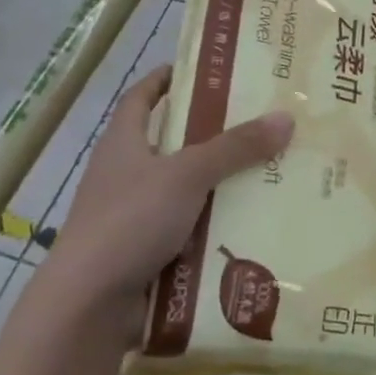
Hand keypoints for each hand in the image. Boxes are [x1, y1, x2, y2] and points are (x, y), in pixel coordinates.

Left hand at [34, 65, 293, 337]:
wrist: (90, 304)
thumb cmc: (129, 222)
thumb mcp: (186, 175)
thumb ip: (235, 148)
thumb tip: (285, 118)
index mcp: (123, 145)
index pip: (142, 98)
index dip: (167, 80)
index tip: (203, 70)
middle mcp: (126, 176)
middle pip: (173, 145)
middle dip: (214, 136)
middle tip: (262, 125)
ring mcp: (135, 217)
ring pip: (187, 191)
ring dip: (222, 185)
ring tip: (272, 173)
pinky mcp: (147, 253)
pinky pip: (191, 231)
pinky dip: (217, 227)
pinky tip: (253, 225)